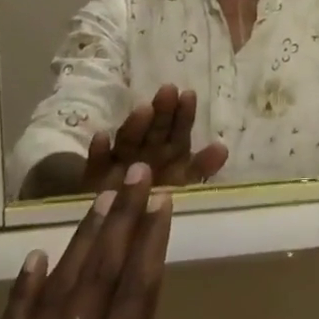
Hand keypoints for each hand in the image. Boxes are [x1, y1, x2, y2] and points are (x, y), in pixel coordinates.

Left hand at [0, 165, 215, 318]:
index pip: (135, 296)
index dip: (150, 242)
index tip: (163, 199)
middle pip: (97, 278)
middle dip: (120, 220)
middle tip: (135, 173)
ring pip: (55, 291)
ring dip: (81, 240)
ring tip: (100, 197)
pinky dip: (25, 290)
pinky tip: (37, 261)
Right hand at [81, 84, 228, 190]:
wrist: (117, 227)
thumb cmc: (156, 199)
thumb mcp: (183, 183)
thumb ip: (201, 167)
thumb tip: (223, 148)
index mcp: (169, 151)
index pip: (179, 128)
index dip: (184, 113)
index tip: (188, 95)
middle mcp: (146, 151)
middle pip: (155, 128)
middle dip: (162, 111)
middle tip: (168, 91)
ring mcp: (120, 162)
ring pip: (129, 140)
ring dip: (135, 125)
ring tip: (144, 110)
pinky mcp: (95, 178)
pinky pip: (97, 164)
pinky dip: (99, 152)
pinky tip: (101, 138)